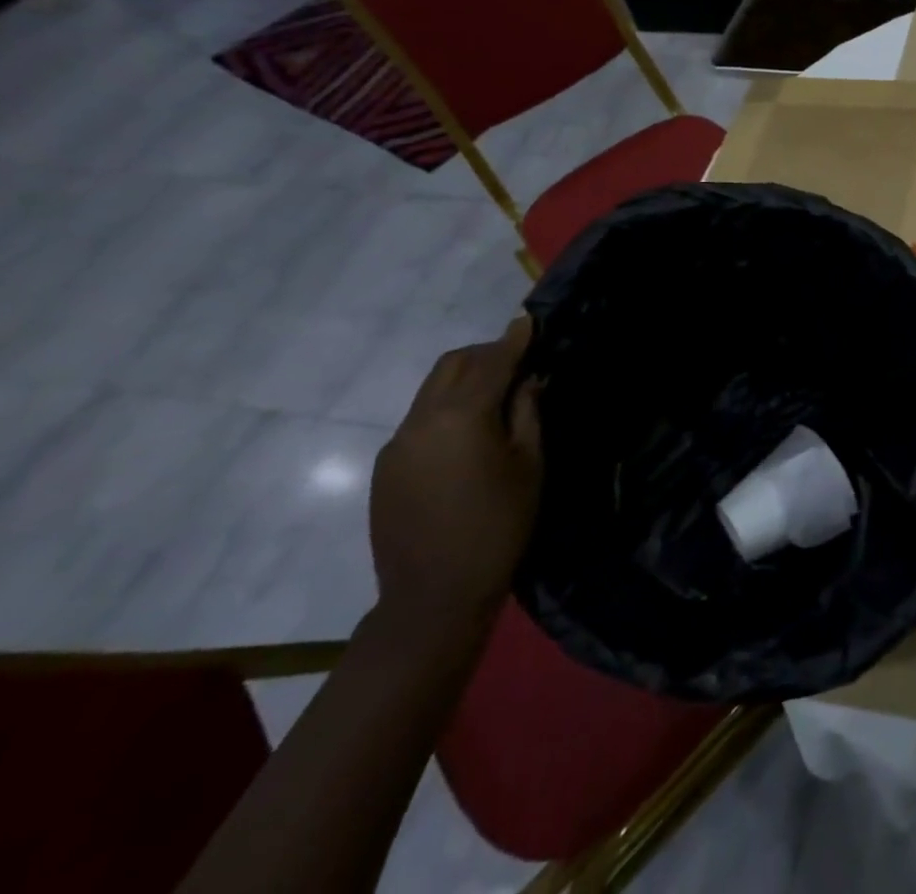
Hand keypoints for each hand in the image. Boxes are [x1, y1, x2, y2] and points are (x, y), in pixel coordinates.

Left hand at [369, 317, 542, 630]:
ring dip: (464, 380)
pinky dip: (446, 408)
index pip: (492, 363)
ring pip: (432, 390)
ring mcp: (397, 444)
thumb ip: (527, 412)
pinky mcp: (386, 467)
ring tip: (496, 396)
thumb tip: (527, 379)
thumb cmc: (499, 525)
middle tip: (518, 361)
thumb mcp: (530, 464)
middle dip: (485, 354)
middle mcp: (421, 420)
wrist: (433, 595)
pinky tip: (468, 434)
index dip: (514, 340)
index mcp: (461, 417)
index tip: (529, 320)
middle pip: (452, 365)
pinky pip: (419, 419)